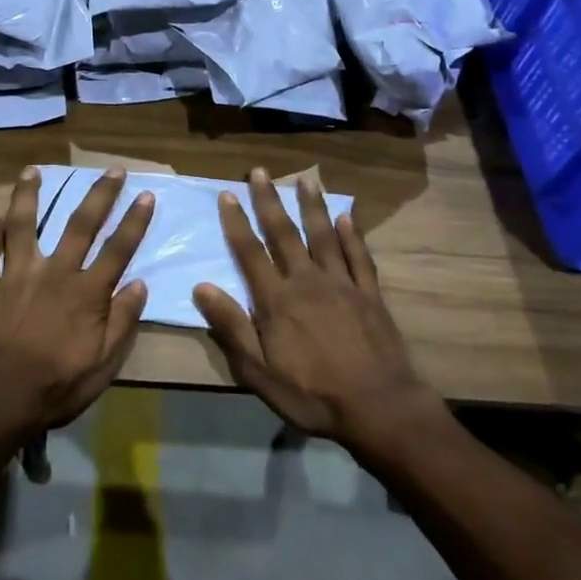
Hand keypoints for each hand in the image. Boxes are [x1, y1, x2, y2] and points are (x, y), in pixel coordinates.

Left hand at [0, 166, 154, 434]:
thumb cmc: (56, 386)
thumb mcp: (102, 365)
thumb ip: (122, 321)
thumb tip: (139, 284)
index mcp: (86, 292)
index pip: (118, 249)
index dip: (134, 221)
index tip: (146, 195)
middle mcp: (54, 272)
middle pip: (80, 225)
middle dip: (99, 194)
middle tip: (112, 169)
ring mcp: (16, 275)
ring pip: (22, 225)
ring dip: (28, 195)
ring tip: (32, 171)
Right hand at [192, 168, 436, 446]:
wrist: (379, 408)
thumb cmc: (312, 395)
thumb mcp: (259, 372)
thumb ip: (231, 328)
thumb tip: (201, 287)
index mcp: (277, 301)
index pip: (250, 253)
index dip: (236, 222)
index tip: (227, 194)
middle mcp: (307, 282)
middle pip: (284, 234)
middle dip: (269, 200)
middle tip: (259, 171)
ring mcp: (342, 284)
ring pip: (323, 236)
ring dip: (312, 206)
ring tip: (306, 179)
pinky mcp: (370, 294)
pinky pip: (359, 257)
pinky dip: (352, 235)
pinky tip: (346, 216)